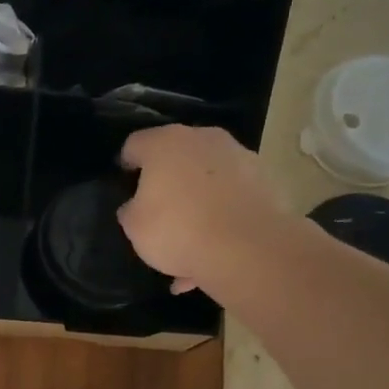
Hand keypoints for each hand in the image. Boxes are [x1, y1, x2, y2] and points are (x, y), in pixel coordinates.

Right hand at [118, 124, 289, 299]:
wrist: (247, 247)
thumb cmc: (177, 229)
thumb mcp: (134, 226)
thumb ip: (131, 209)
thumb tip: (136, 205)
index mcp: (166, 144)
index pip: (135, 144)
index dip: (126, 163)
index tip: (124, 182)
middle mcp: (204, 139)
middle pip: (177, 154)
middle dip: (167, 177)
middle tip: (157, 206)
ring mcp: (239, 157)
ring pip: (208, 176)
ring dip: (197, 197)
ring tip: (188, 235)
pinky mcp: (265, 180)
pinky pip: (231, 197)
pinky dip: (221, 216)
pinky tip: (212, 248)